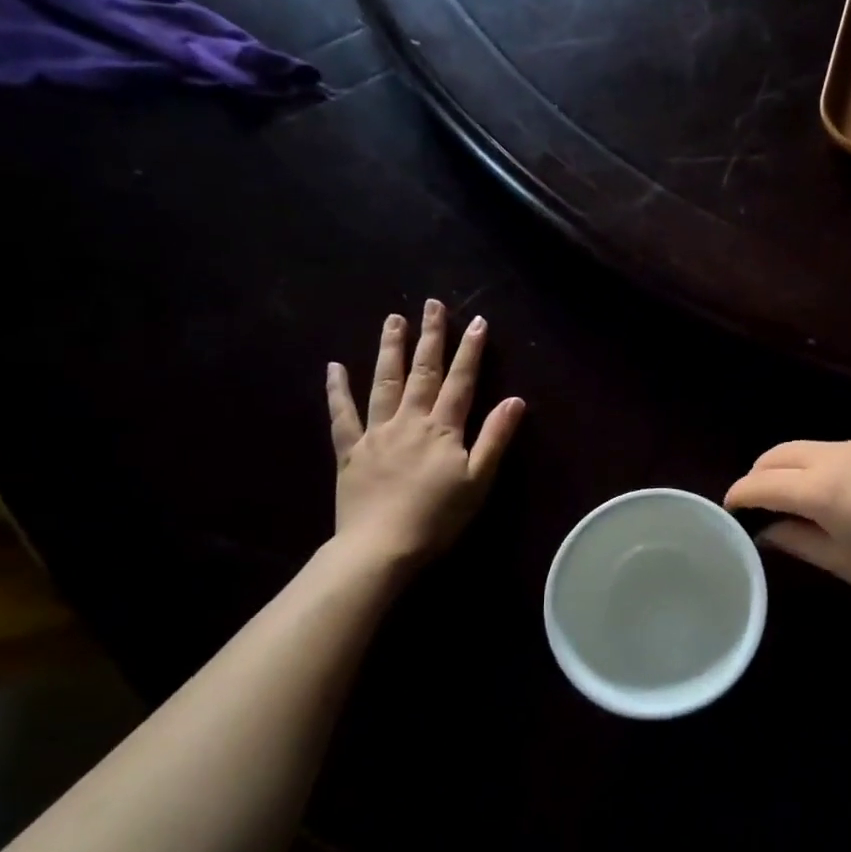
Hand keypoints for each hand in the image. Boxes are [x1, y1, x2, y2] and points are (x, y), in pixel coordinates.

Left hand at [326, 299, 524, 569]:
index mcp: (443, 428)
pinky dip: (337, 390)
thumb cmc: (438, 517)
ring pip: (384, 382)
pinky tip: (334, 367)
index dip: (471, 350)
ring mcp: (376, 433)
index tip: (477, 321)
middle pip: (422, 371)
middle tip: (431, 304)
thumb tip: (515, 400)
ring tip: (393, 319)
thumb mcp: (479, 480)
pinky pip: (342, 414)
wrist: (381, 547)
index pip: (461, 381)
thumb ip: (495, 437)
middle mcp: (409, 420)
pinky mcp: (350, 450)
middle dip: (430, 337)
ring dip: (390, 349)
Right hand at [724, 441, 850, 622]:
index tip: (727, 511)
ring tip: (788, 500)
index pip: (762, 482)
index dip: (738, 495)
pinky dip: (815, 465)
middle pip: (779, 453)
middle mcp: (838, 456)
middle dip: (758, 474)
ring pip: (807, 447)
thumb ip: (799, 542)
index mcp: (822, 487)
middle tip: (753, 505)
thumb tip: (768, 533)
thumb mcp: (846, 565)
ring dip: (787, 467)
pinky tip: (828, 493)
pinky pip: (834, 451)